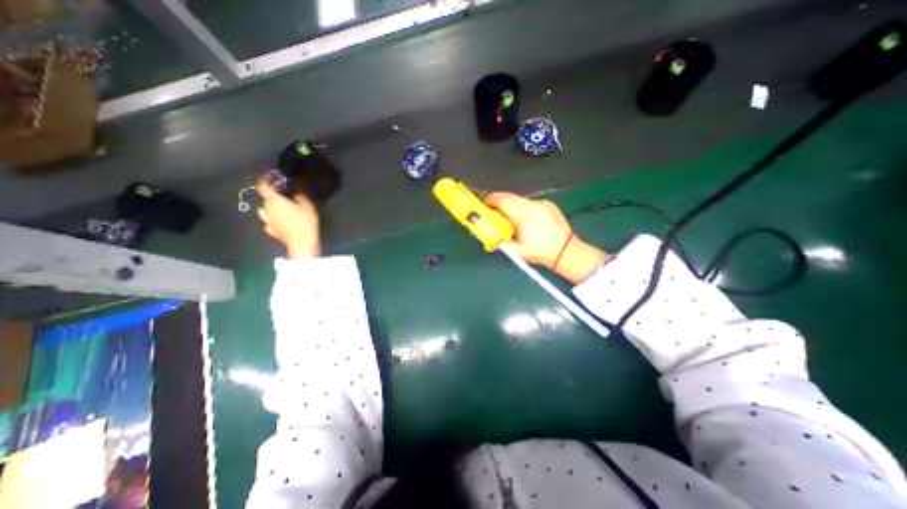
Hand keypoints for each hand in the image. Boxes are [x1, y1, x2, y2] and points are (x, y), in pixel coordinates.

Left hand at [256, 177, 319, 259]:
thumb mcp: (308, 205)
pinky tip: (281, 222)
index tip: (275, 176)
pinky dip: (273, 220)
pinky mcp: (272, 231)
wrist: (302, 242)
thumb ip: (300, 195)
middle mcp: (267, 209)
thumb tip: (295, 192)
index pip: (263, 185)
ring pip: (264, 210)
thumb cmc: (305, 221)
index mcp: (274, 200)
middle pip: (265, 198)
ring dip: (270, 208)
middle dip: (273, 195)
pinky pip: (269, 222)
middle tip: (285, 195)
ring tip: (280, 209)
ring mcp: (268, 221)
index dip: (267, 178)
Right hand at [486, 192, 603, 283]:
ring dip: (511, 204)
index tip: (484, 202)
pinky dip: (523, 207)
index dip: (491, 199)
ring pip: (520, 199)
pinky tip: (526, 219)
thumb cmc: (540, 252)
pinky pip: (530, 203)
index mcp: (524, 216)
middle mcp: (533, 205)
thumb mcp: (517, 251)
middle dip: (499, 200)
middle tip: (492, 208)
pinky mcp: (549, 204)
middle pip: (510, 196)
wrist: (566, 251)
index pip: (503, 201)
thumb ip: (500, 242)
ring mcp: (542, 203)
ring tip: (509, 216)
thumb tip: (490, 236)